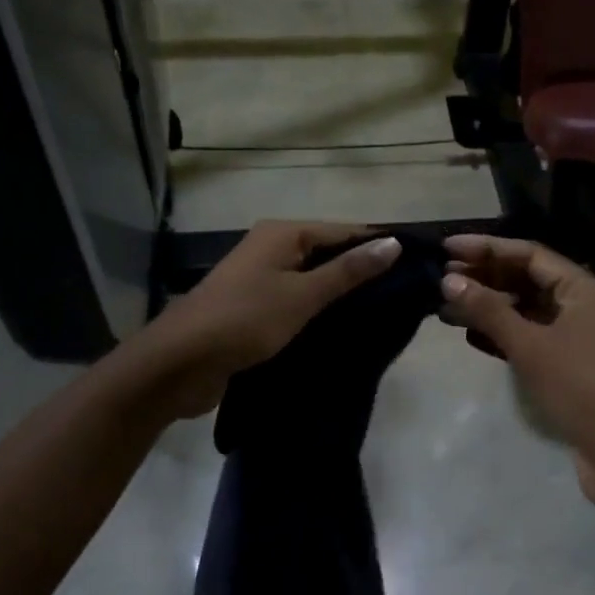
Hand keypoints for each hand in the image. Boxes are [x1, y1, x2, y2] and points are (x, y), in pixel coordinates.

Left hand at [135, 221, 401, 419]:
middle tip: (404, 294)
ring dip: (340, 294)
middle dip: (361, 271)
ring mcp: (260, 278)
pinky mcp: (254, 307)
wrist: (179, 363)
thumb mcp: (302, 295)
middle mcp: (271, 247)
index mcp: (283, 233)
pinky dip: (319, 310)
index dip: (377, 245)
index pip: (343, 231)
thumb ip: (348, 271)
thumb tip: (393, 242)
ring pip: (312, 279)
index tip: (415, 265)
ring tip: (384, 312)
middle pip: (327, 252)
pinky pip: (297, 300)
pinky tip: (344, 328)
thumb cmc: (245, 320)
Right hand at [440, 235, 594, 518]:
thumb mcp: (531, 346)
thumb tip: (449, 279)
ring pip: (526, 310)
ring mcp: (577, 336)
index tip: (447, 247)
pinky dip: (503, 333)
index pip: (528, 254)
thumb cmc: (581, 388)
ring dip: (489, 306)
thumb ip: (489, 311)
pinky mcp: (569, 365)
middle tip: (441, 277)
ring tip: (447, 306)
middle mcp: (582, 305)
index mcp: (582, 289)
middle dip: (485, 277)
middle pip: (527, 279)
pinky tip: (471, 335)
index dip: (486, 248)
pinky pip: (531, 336)